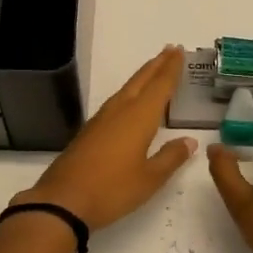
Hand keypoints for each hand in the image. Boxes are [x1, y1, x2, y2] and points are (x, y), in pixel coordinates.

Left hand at [14, 46, 198, 230]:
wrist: (63, 202)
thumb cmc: (112, 190)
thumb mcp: (150, 178)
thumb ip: (170, 157)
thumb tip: (189, 142)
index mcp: (138, 118)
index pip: (159, 86)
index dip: (171, 69)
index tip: (179, 51)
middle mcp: (119, 112)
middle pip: (140, 81)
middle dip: (156, 66)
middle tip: (170, 50)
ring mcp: (100, 122)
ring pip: (125, 91)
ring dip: (141, 78)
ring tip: (153, 71)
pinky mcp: (88, 133)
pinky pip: (114, 104)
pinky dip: (128, 95)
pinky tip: (129, 103)